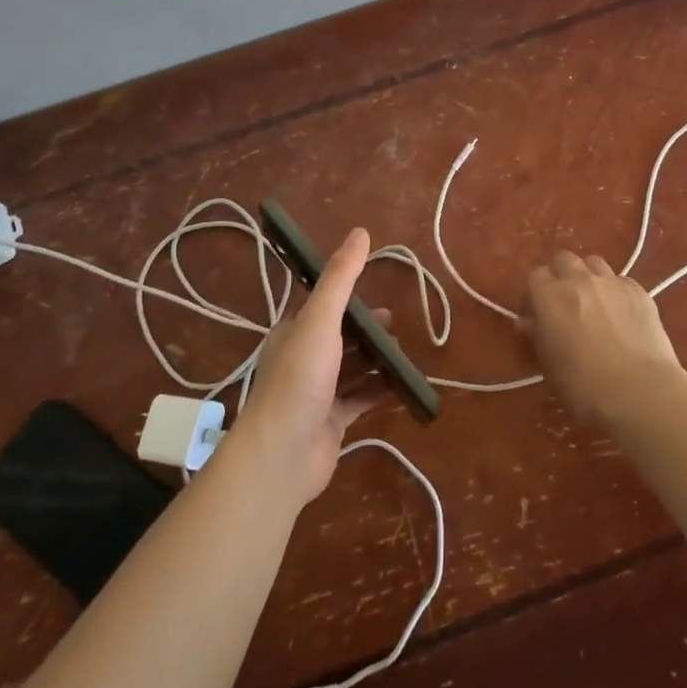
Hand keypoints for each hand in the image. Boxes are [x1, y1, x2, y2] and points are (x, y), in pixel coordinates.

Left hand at [229, 227, 380, 504]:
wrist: (282, 455)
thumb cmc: (299, 379)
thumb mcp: (321, 320)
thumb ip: (340, 278)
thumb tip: (360, 232)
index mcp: (294, 333)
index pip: (323, 307)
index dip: (348, 298)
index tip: (377, 292)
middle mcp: (302, 360)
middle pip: (340, 337)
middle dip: (367, 329)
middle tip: (397, 324)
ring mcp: (316, 393)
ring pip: (351, 368)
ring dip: (375, 359)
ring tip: (404, 352)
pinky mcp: (331, 423)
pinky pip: (360, 400)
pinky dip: (379, 390)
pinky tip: (401, 385)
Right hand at [520, 251, 685, 431]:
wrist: (640, 392)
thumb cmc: (584, 387)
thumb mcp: (549, 366)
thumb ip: (538, 336)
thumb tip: (528, 322)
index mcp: (551, 297)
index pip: (535, 275)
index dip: (534, 293)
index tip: (537, 314)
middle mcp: (580, 280)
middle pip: (564, 259)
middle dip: (560, 275)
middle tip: (564, 303)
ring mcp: (612, 282)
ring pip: (594, 263)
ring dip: (588, 277)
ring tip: (594, 302)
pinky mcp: (639, 291)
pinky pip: (621, 281)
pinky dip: (616, 291)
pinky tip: (622, 314)